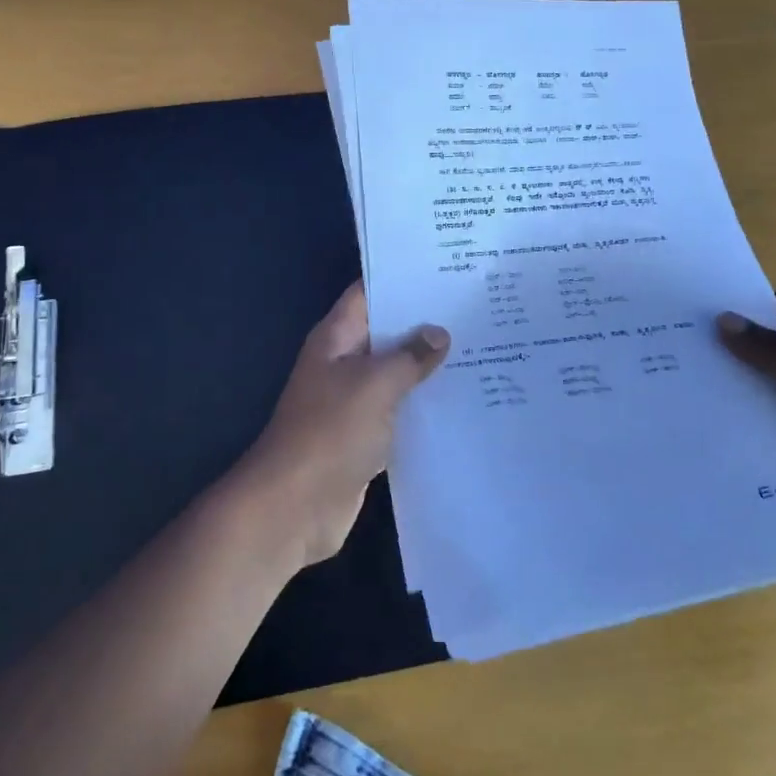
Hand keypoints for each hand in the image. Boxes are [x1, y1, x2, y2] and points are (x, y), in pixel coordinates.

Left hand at [233, 282, 449, 567]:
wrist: (294, 506)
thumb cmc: (330, 432)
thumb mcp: (374, 385)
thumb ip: (409, 357)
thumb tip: (439, 333)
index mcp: (336, 338)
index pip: (370, 293)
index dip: (403, 279)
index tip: (446, 269)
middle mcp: (344, 362)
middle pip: (387, 332)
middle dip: (425, 322)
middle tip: (474, 307)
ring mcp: (353, 399)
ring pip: (395, 372)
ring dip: (428, 365)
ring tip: (480, 347)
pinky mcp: (365, 434)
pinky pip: (398, 409)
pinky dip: (423, 404)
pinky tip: (462, 399)